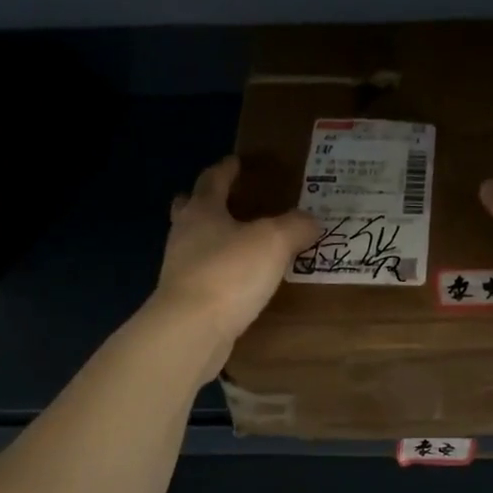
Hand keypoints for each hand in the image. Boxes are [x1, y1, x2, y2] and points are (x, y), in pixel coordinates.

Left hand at [155, 156, 317, 377]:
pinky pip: (205, 276)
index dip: (226, 169)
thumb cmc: (229, 273)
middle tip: (227, 201)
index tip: (236, 162)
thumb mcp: (273, 241)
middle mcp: (185, 235)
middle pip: (190, 210)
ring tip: (242, 245)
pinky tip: (239, 282)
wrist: (191, 330)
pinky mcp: (185, 301)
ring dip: (214, 240)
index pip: (212, 180)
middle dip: (206, 202)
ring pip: (196, 245)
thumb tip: (311, 220)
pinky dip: (220, 272)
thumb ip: (295, 226)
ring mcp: (180, 270)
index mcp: (202, 211)